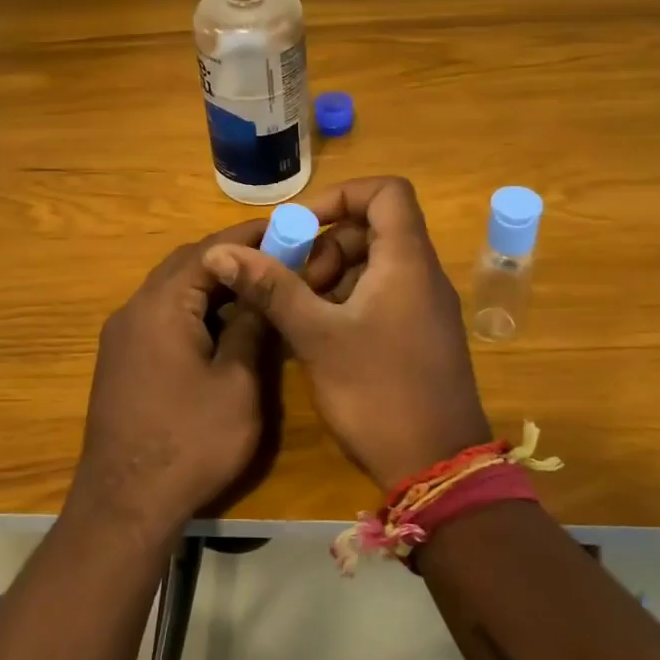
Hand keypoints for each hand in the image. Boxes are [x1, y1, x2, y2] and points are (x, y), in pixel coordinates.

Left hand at [68, 221, 276, 543]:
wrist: (125, 503)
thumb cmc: (190, 441)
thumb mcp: (236, 383)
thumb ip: (250, 327)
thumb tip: (262, 289)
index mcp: (162, 305)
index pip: (208, 251)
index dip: (248, 237)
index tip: (285, 229)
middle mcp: (134, 310)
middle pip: (184, 265)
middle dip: (228, 256)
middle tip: (274, 258)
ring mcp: (121, 336)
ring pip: (170, 291)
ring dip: (209, 284)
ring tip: (254, 289)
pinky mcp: (119, 360)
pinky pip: (159, 316)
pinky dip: (191, 310)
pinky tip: (220, 327)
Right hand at [202, 177, 490, 490]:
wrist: (437, 467)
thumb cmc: (378, 393)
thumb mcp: (317, 337)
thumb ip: (272, 288)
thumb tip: (222, 252)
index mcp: (407, 261)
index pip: (387, 192)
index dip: (342, 195)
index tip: (301, 225)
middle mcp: (422, 274)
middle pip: (375, 229)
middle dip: (327, 244)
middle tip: (293, 279)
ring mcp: (424, 307)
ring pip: (375, 265)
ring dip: (333, 275)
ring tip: (299, 310)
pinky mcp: (419, 335)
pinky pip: (382, 295)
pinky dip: (348, 300)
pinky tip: (319, 333)